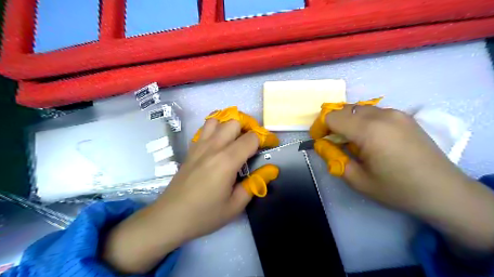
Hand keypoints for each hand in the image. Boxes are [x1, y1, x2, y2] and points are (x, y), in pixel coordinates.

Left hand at [103, 113, 277, 274]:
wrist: (170, 217)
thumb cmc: (205, 215)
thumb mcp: (236, 205)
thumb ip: (255, 183)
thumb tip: (272, 169)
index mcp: (227, 161)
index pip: (251, 138)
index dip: (265, 139)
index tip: (271, 146)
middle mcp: (213, 147)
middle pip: (235, 121)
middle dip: (249, 127)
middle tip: (254, 142)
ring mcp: (200, 145)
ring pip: (218, 119)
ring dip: (231, 124)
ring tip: (237, 138)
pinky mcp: (191, 148)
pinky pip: (204, 127)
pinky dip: (216, 127)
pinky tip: (219, 141)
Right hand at [312, 106, 493, 252]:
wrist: (443, 191)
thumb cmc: (397, 189)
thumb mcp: (358, 180)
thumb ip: (334, 159)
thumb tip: (321, 144)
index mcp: (369, 130)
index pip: (332, 117)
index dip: (320, 126)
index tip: (318, 140)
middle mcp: (382, 115)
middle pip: (344, 109)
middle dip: (332, 122)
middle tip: (332, 141)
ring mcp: (396, 113)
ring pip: (359, 108)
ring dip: (348, 121)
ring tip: (351, 141)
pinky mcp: (405, 116)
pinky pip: (374, 112)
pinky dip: (363, 120)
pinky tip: (369, 138)